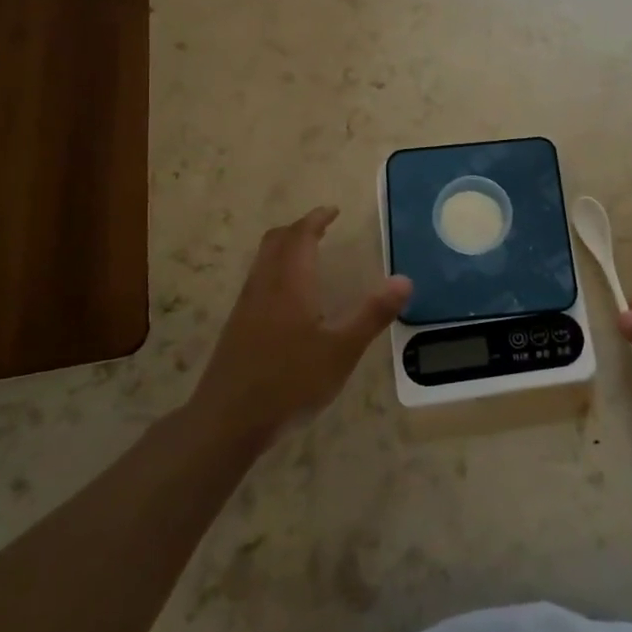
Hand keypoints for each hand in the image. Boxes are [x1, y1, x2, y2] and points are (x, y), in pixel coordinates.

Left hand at [191, 206, 411, 442]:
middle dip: (299, 228)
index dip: (316, 219)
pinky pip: (257, 279)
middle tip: (322, 228)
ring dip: (284, 248)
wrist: (227, 420)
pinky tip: (288, 296)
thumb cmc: (289, 382)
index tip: (333, 211)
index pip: (301, 236)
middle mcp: (264, 285)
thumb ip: (372, 314)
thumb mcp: (341, 351)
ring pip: (263, 260)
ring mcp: (246, 305)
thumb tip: (404, 280)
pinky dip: (275, 269)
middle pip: (276, 241)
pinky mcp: (236, 326)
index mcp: (290, 283)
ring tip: (308, 255)